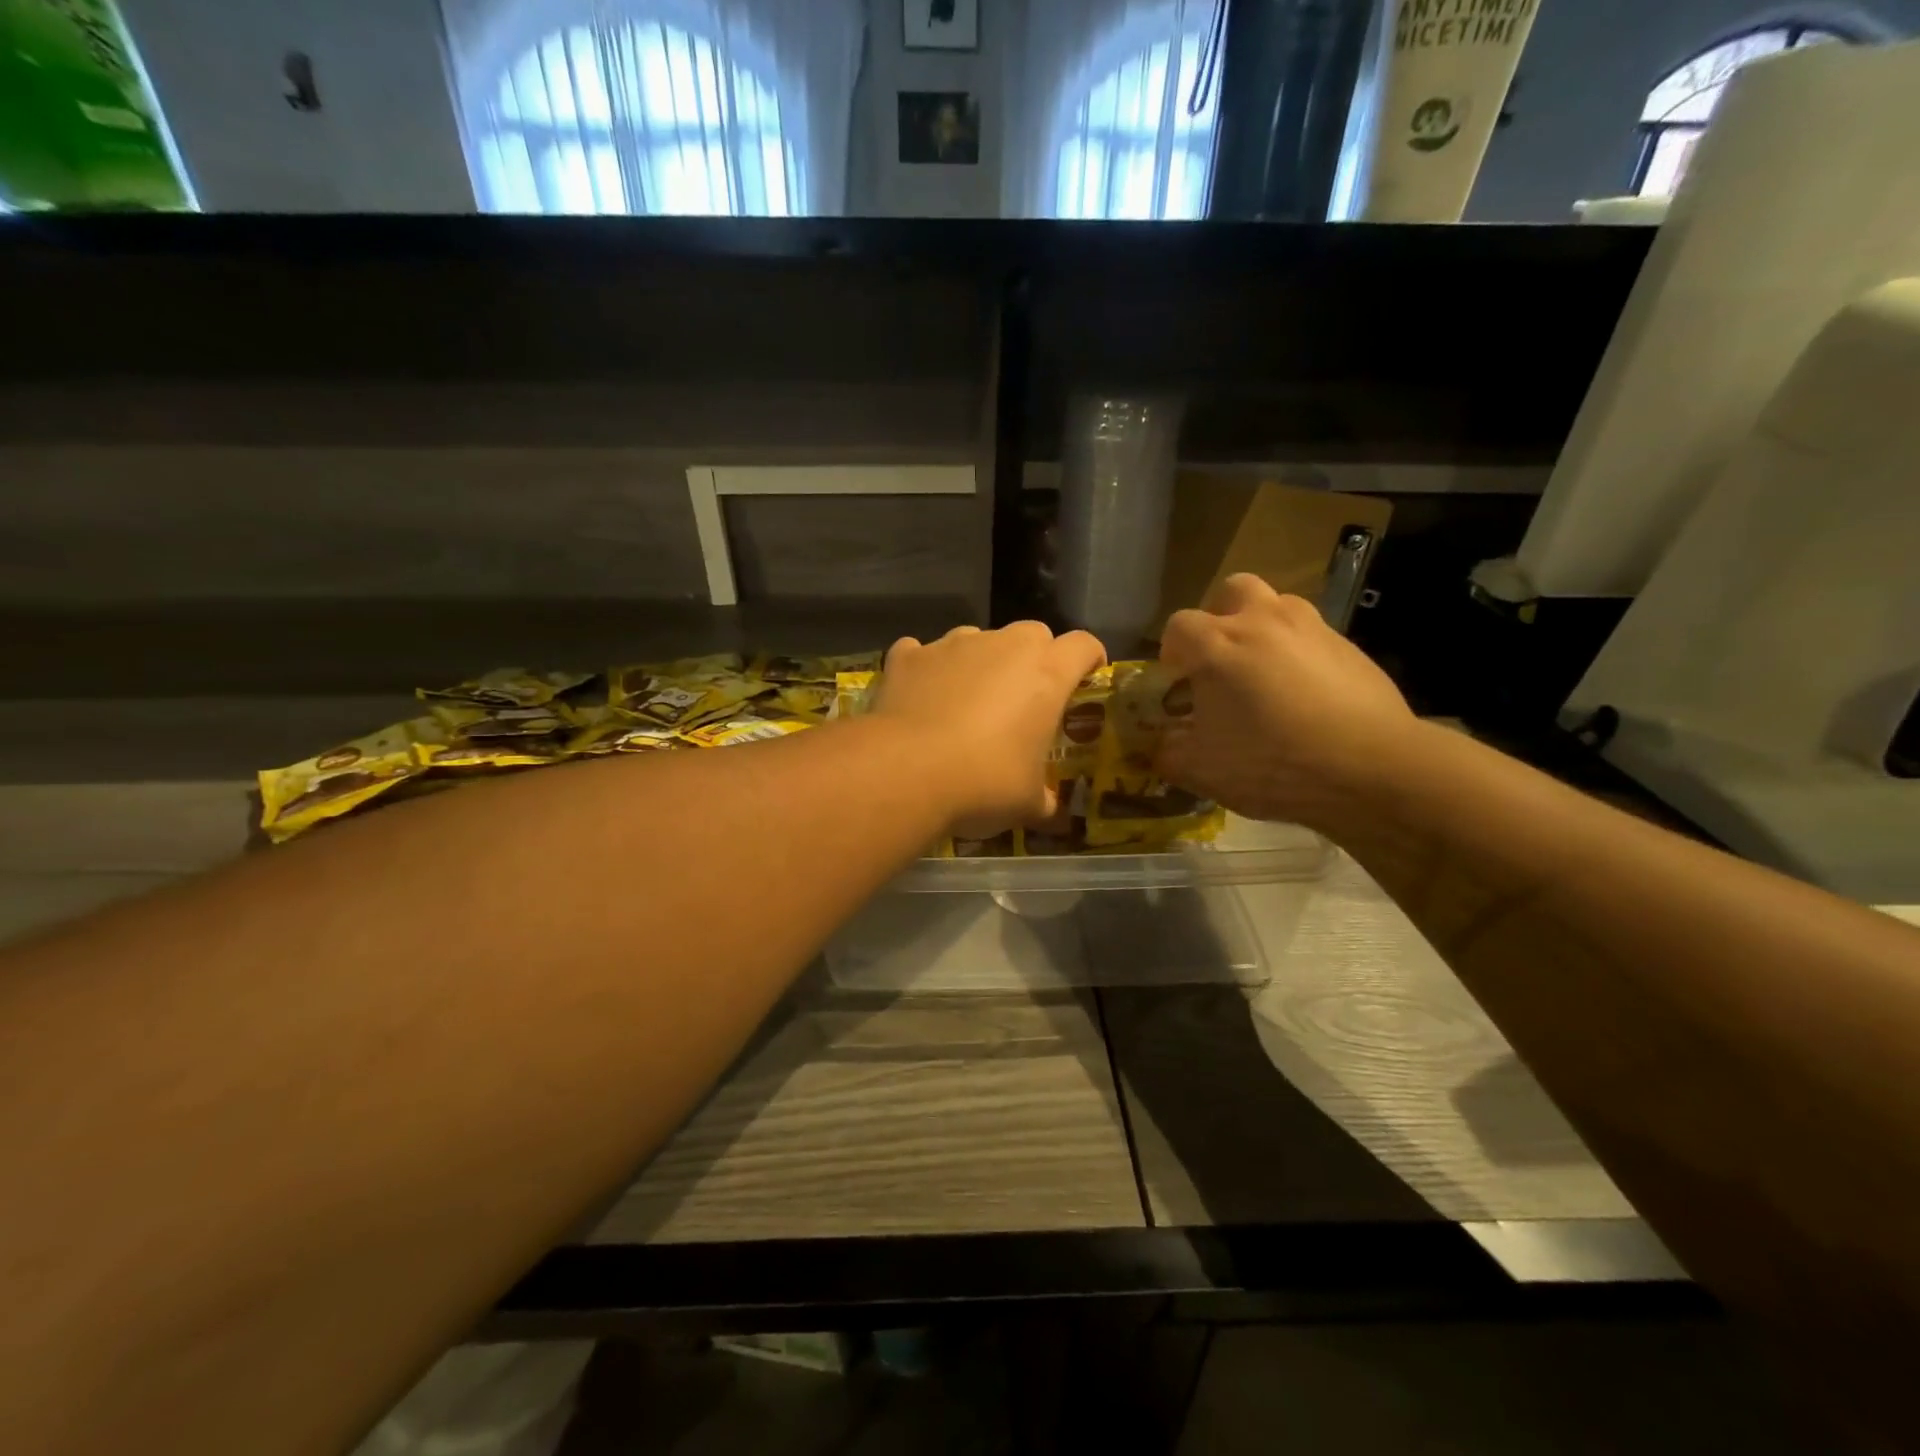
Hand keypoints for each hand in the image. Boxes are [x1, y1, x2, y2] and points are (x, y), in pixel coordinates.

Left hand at [874, 623, 1105, 833]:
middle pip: (1033, 633)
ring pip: (978, 639)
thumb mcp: (1027, 803)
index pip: (1083, 645)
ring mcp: (952, 645)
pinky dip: (927, 669)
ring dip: (981, 662)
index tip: (1087, 677)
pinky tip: (920, 697)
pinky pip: (923, 653)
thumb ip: (1044, 798)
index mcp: (1046, 674)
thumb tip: (1048, 807)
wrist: (907, 771)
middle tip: (1025, 697)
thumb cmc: (984, 783)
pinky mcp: (909, 656)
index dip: (1089, 659)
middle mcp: (1003, 646)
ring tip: (968, 701)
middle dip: (1035, 657)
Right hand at [1155, 575, 1416, 828]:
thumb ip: (1169, 753)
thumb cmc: (1272, 764)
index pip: (1178, 626)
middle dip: (1220, 617)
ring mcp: (1311, 628)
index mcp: (1218, 644)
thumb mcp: (1202, 771)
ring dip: (1262, 629)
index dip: (1172, 653)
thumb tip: (1159, 747)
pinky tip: (1306, 696)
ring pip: (1277, 606)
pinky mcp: (1349, 646)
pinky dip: (1299, 654)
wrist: (1371, 768)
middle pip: (1232, 591)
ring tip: (1264, 675)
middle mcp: (1263, 621)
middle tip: (1221, 659)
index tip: (1178, 684)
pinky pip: (1311, 636)